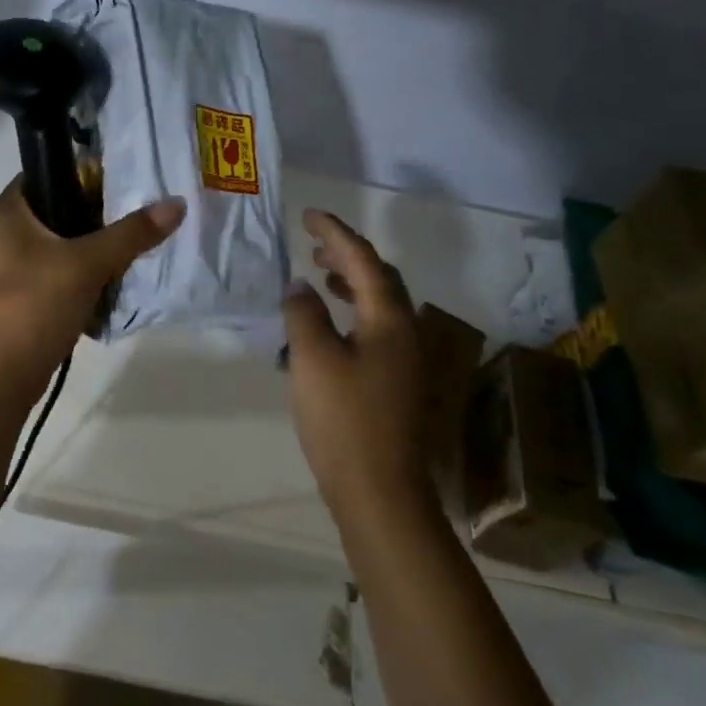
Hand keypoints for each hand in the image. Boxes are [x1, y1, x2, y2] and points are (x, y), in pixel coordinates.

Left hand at [0, 180, 185, 382]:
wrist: (1, 377)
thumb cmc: (35, 306)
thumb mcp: (88, 264)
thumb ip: (132, 233)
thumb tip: (177, 203)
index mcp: (9, 212)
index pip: (46, 171)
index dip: (84, 172)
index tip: (123, 181)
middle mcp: (5, 232)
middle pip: (59, 207)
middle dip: (98, 213)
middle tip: (138, 214)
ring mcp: (13, 266)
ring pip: (62, 242)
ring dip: (95, 245)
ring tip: (134, 245)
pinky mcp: (24, 293)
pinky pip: (60, 270)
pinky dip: (85, 271)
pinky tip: (114, 278)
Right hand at [283, 209, 450, 515]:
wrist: (380, 490)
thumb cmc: (344, 420)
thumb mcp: (313, 359)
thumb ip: (304, 314)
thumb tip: (299, 286)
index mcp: (389, 319)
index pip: (362, 259)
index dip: (335, 233)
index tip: (308, 215)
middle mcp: (407, 331)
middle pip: (379, 277)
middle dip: (346, 254)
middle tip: (311, 243)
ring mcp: (406, 358)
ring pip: (380, 303)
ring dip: (350, 282)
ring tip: (319, 276)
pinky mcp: (397, 381)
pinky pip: (375, 327)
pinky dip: (352, 312)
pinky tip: (330, 326)